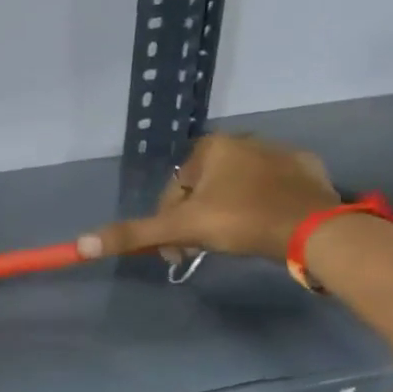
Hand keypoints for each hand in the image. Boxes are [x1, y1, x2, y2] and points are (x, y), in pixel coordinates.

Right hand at [75, 133, 340, 262]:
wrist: (312, 229)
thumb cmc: (240, 220)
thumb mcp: (180, 229)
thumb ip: (133, 234)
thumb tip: (80, 244)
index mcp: (213, 147)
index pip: (174, 189)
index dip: (168, 222)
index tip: (175, 250)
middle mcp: (245, 141)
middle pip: (203, 189)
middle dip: (196, 220)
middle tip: (199, 250)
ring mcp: (280, 153)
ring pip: (236, 190)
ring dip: (225, 215)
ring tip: (231, 243)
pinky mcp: (306, 172)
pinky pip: (270, 191)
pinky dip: (260, 208)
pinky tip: (262, 229)